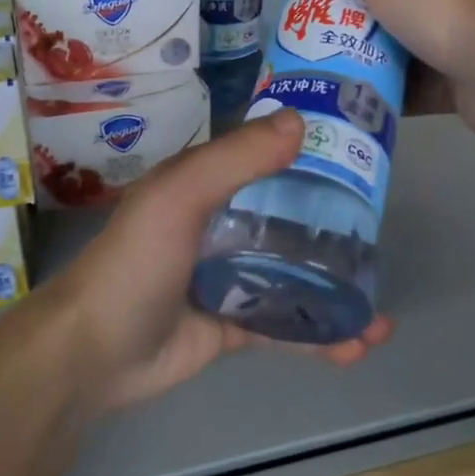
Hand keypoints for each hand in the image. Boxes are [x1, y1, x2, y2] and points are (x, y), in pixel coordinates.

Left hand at [37, 108, 392, 411]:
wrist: (94, 354)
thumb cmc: (136, 263)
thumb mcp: (179, 196)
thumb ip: (236, 159)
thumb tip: (300, 121)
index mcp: (205, 187)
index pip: (266, 163)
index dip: (311, 161)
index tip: (361, 167)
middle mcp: (220, 227)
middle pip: (287, 223)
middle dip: (334, 234)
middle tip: (381, 245)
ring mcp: (227, 278)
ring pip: (292, 278)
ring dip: (335, 293)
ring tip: (379, 311)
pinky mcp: (232, 325)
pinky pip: (284, 326)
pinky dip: (319, 336)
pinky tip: (357, 346)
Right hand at [290, 0, 474, 142]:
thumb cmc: (443, 7)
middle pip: (395, 0)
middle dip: (356, 19)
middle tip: (316, 37)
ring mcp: (469, 37)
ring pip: (406, 45)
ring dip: (371, 58)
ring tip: (328, 71)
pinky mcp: (468, 81)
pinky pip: (419, 84)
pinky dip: (392, 91)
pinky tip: (359, 100)